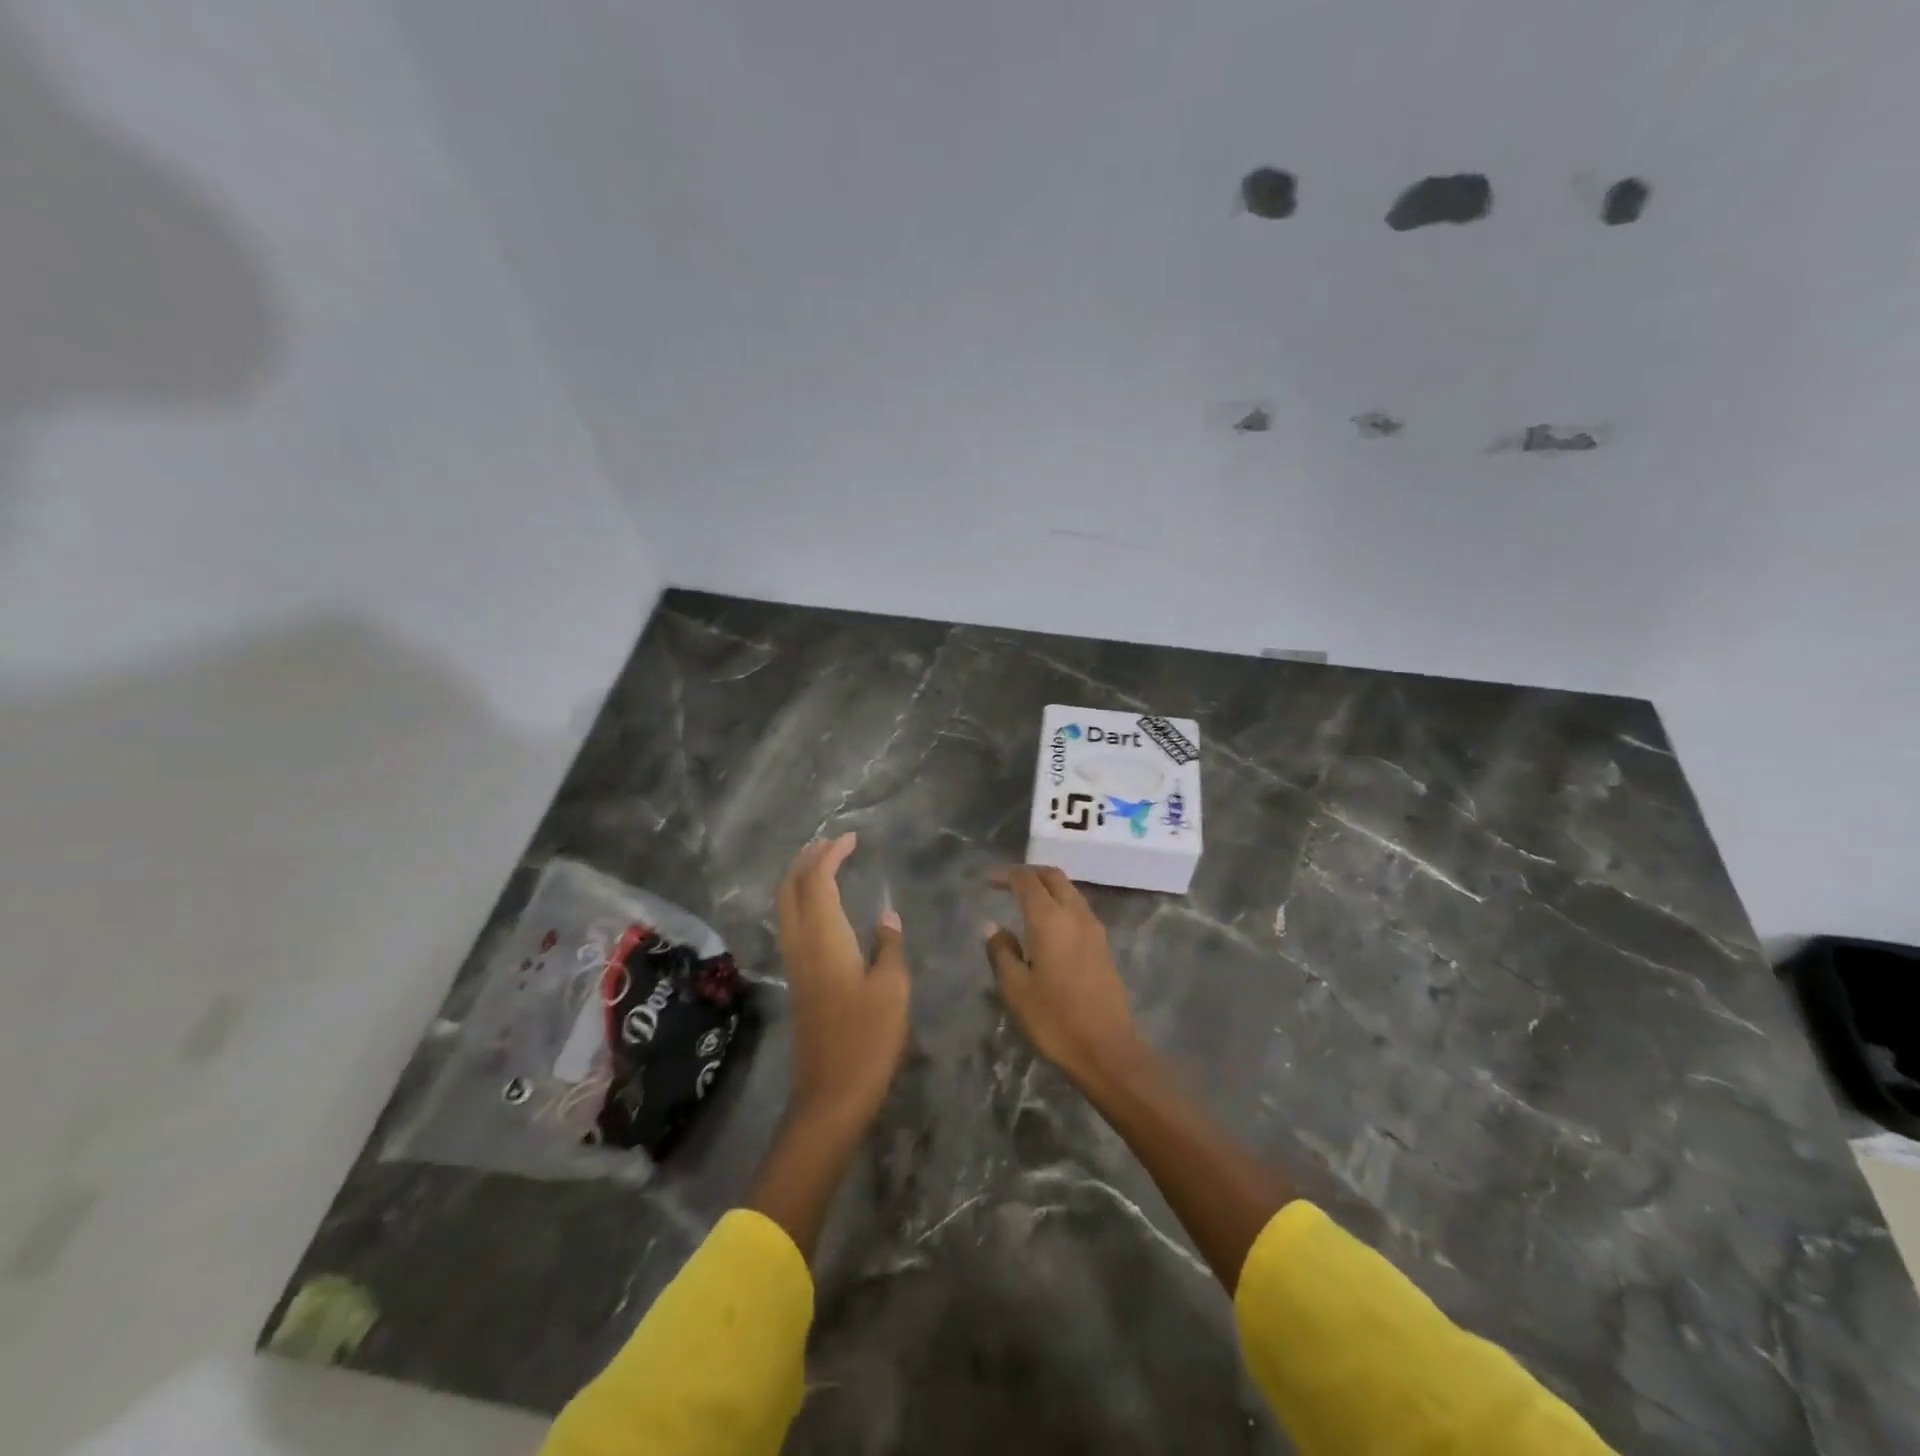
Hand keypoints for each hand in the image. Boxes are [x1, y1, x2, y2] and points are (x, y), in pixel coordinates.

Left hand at [775, 833, 909, 1126]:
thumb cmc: (868, 1039)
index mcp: (824, 939)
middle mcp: (802, 945)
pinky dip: (802, 902)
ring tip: (825, 865)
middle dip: (806, 860)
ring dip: (800, 879)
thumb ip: (889, 946)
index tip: (851, 838)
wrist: (832, 1095)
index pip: (818, 881)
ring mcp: (796, 965)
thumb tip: (886, 916)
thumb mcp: (892, 989)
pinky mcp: (798, 982)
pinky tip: (822, 908)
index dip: (831, 854)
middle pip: (790, 889)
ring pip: (786, 907)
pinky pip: (791, 925)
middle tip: (832, 843)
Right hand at [985, 866, 1149, 1091]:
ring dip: (1047, 886)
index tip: (987, 880)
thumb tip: (992, 926)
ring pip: (1069, 890)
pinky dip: (1060, 902)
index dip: (1006, 875)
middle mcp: (1075, 914)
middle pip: (1053, 877)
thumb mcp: (1016, 989)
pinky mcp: (1103, 945)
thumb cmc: (1054, 1020)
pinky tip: (1048, 923)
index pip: (1027, 881)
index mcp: (1050, 919)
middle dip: (1029, 873)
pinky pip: (1079, 908)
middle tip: (1006, 882)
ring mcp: (1094, 929)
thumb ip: (1001, 952)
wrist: (1107, 1050)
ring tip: (1024, 899)